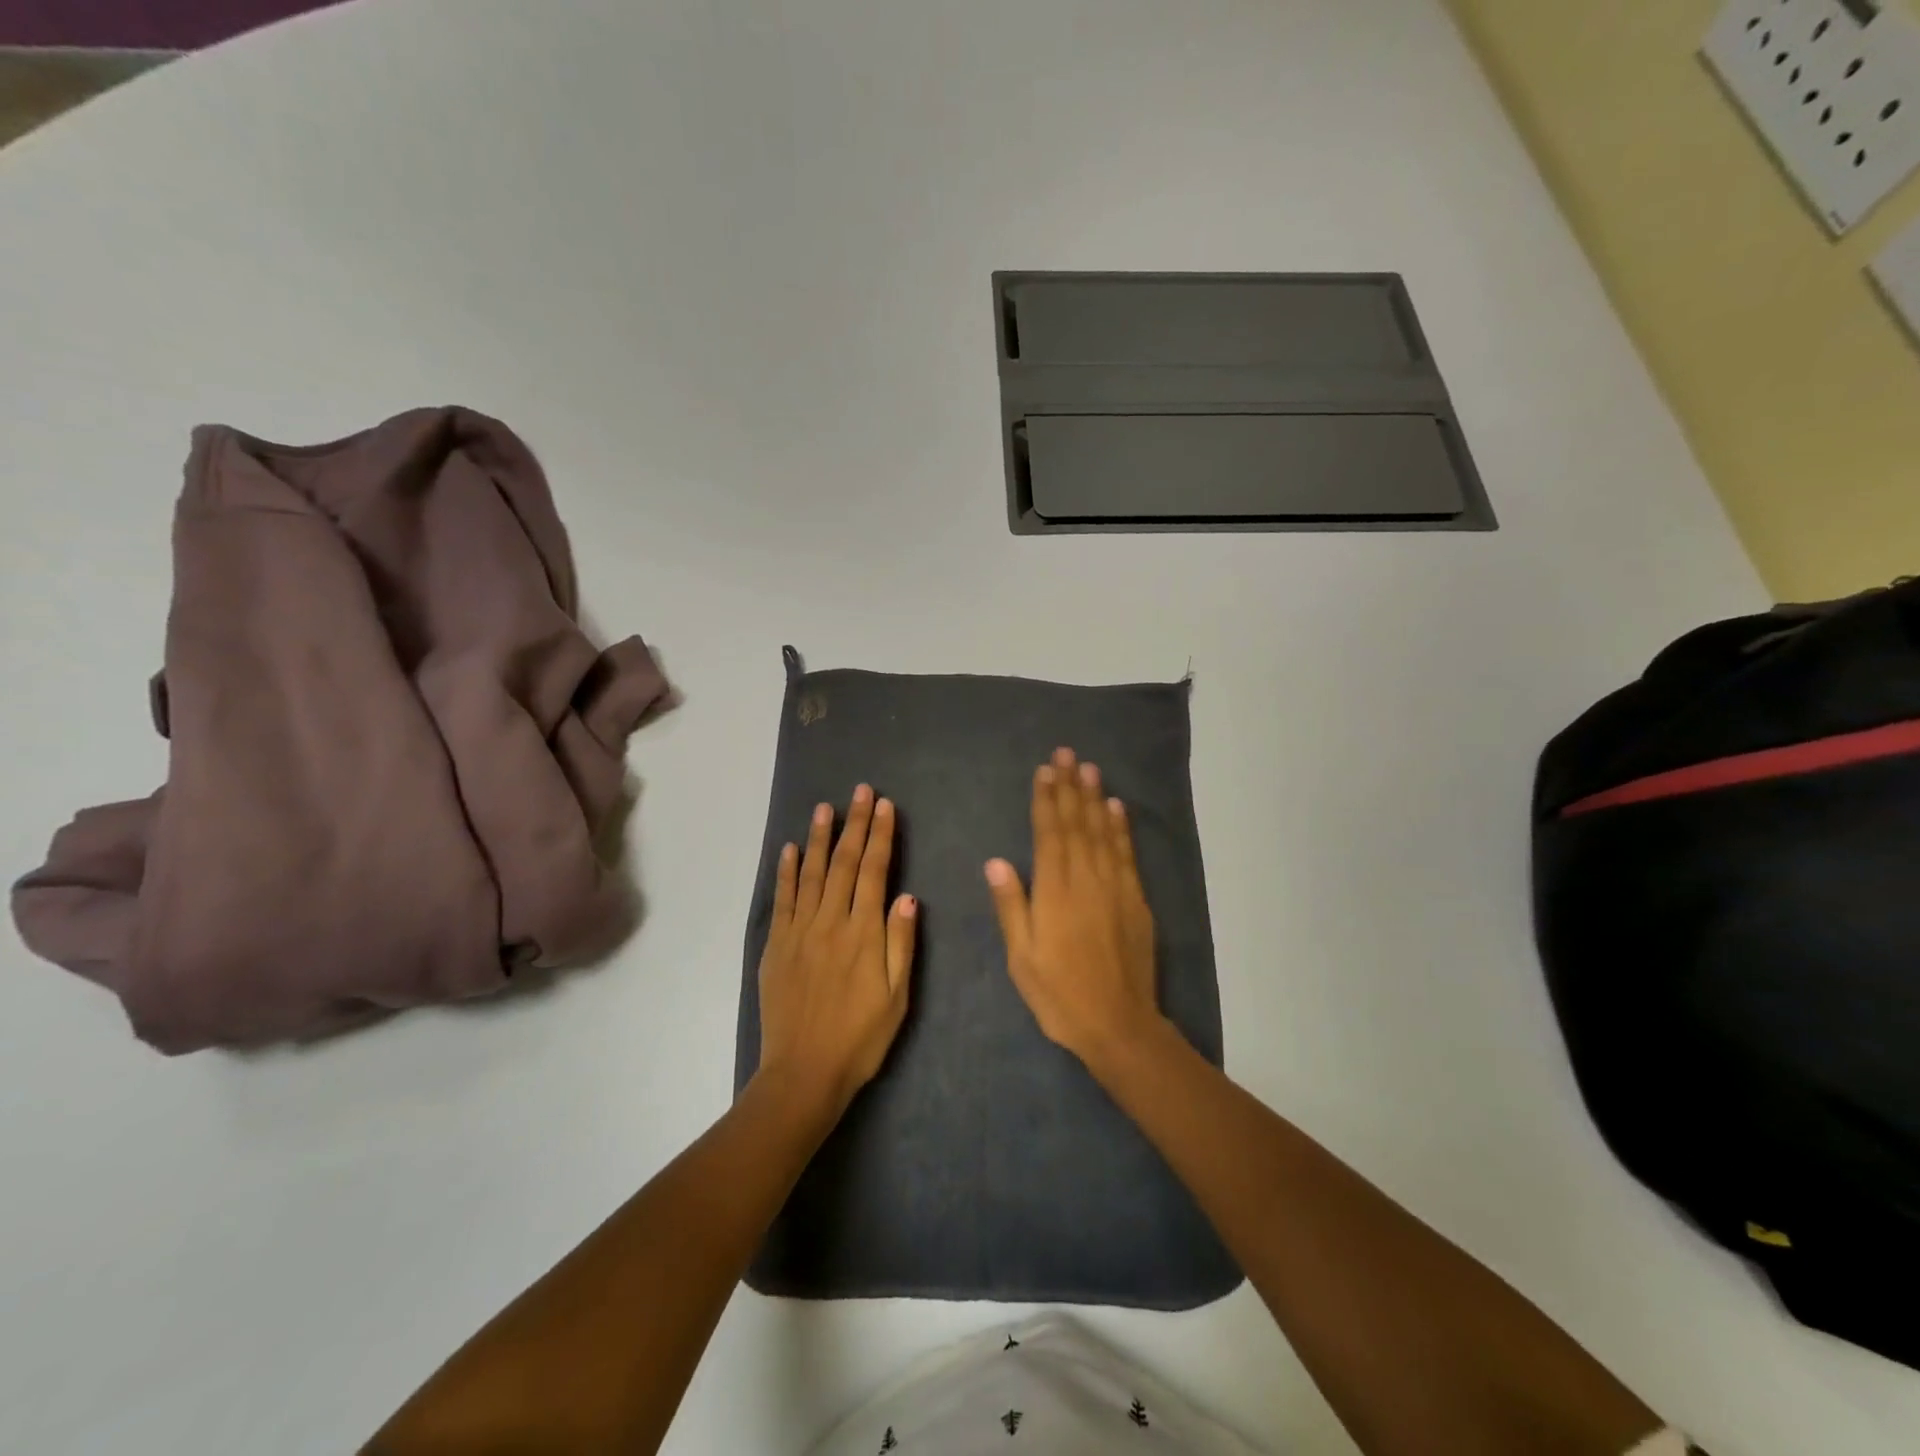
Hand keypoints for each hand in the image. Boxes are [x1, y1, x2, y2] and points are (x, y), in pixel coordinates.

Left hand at [756, 785, 917, 1118]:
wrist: (804, 1073)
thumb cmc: (860, 1038)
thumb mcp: (897, 997)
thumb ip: (902, 944)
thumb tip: (908, 896)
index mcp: (864, 933)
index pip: (874, 872)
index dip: (881, 836)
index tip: (884, 806)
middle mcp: (830, 922)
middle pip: (844, 863)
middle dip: (855, 824)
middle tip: (861, 791)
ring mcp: (799, 932)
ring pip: (810, 873)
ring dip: (819, 837)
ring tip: (826, 807)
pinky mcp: (776, 945)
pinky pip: (782, 900)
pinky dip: (786, 872)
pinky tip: (789, 849)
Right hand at [985, 747, 1161, 1067]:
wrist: (1119, 1024)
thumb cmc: (1059, 994)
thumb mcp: (1021, 957)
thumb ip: (1011, 905)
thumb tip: (996, 861)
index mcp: (1055, 891)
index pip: (1050, 833)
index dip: (1046, 800)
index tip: (1044, 771)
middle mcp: (1087, 879)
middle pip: (1078, 823)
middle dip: (1070, 786)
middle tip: (1067, 753)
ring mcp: (1116, 887)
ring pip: (1104, 832)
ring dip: (1096, 797)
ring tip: (1090, 768)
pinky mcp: (1137, 900)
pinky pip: (1127, 854)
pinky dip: (1121, 828)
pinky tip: (1117, 808)